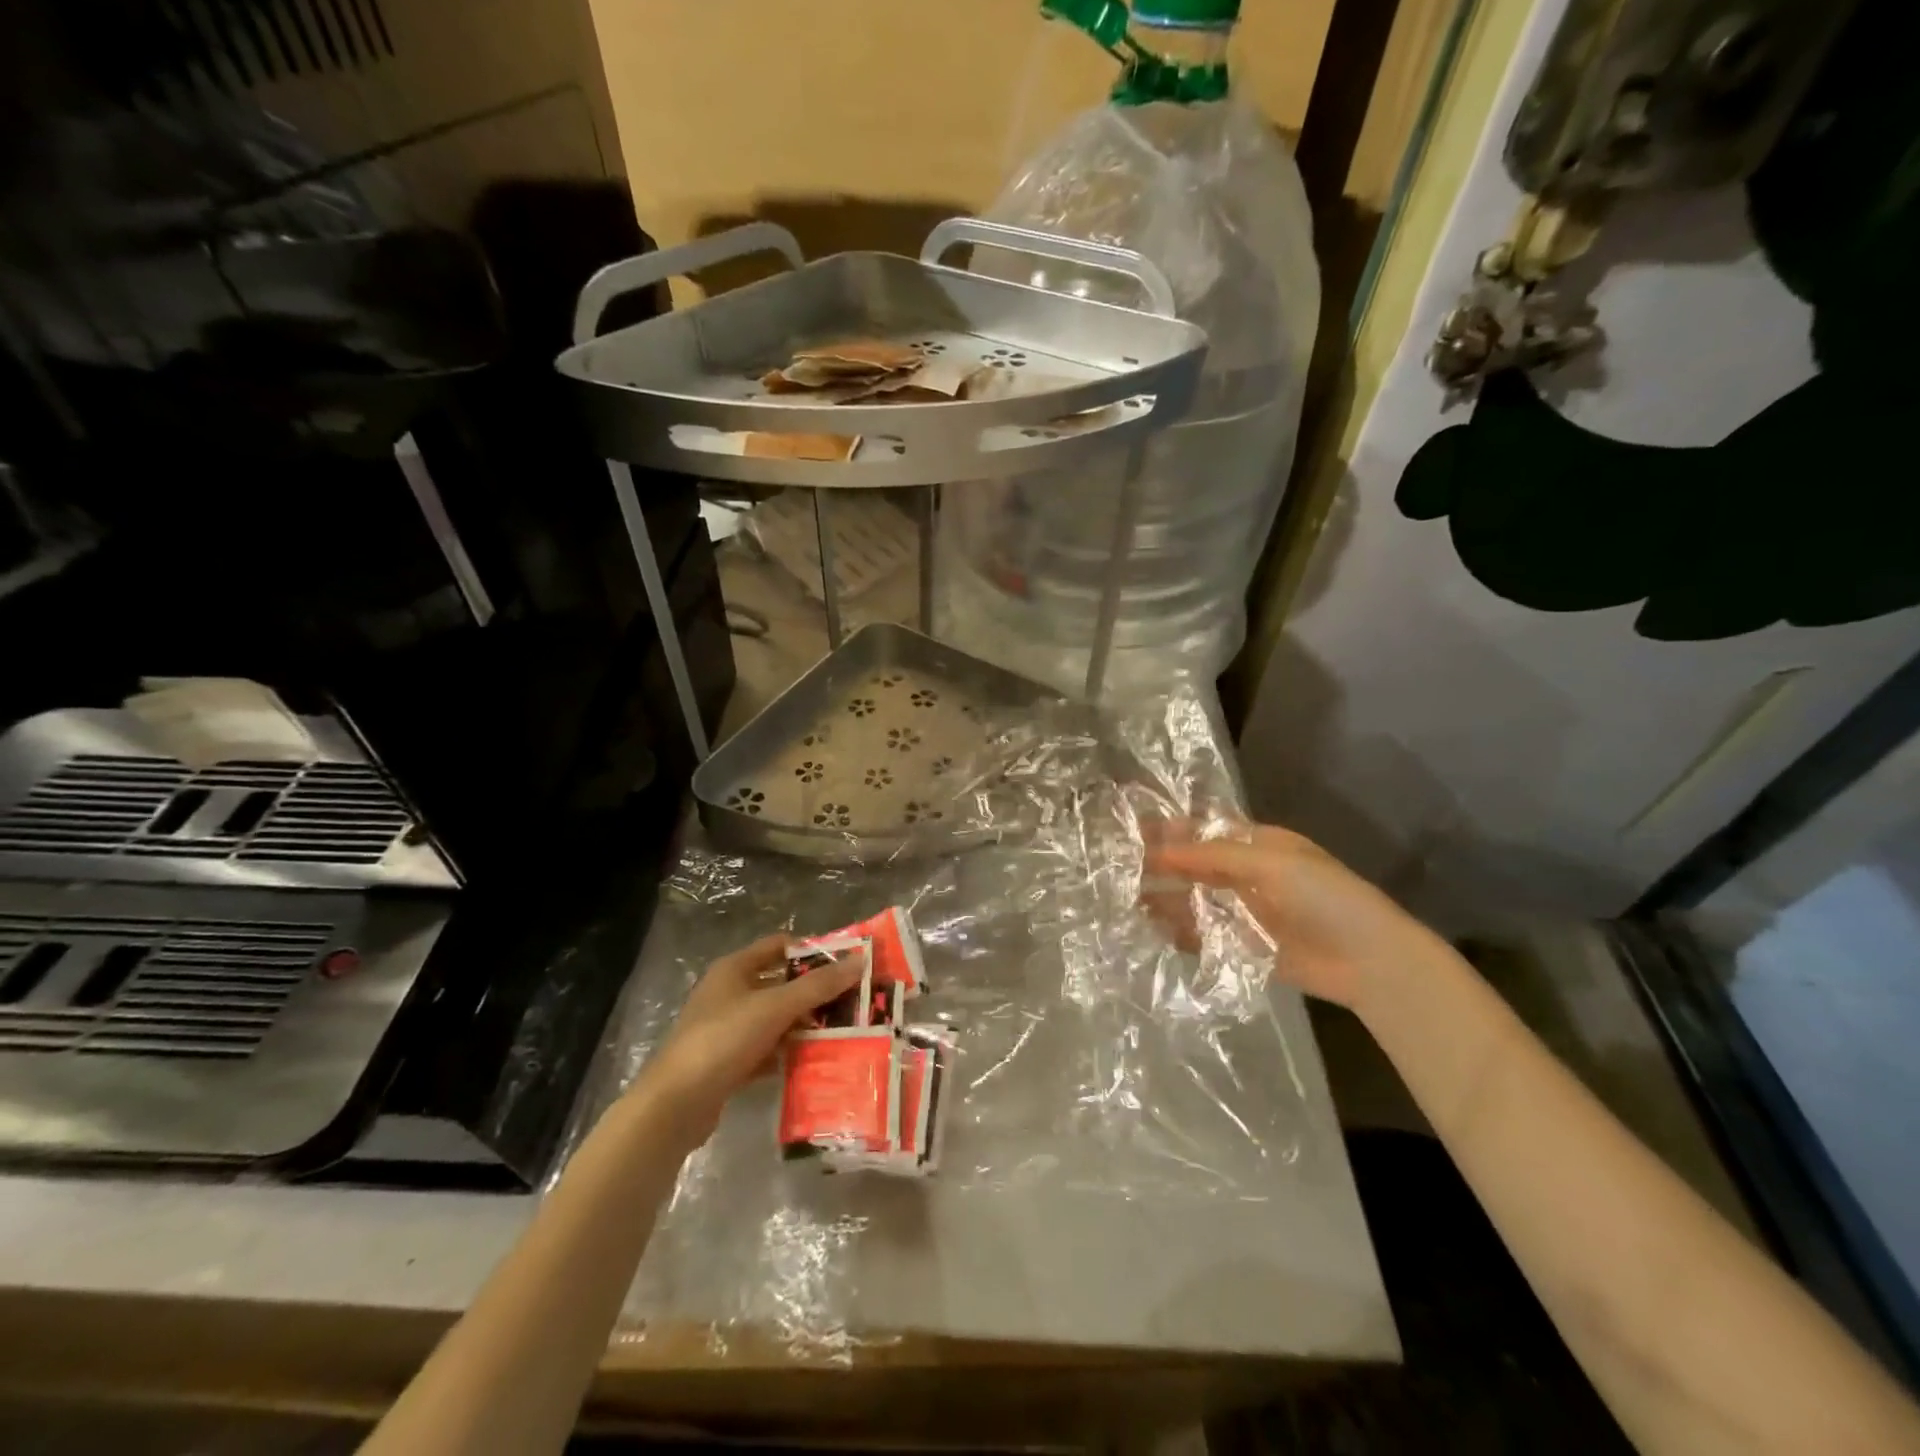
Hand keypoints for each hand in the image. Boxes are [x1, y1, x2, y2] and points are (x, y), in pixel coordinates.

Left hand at [630, 934, 863, 1147]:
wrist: (675, 1105)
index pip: (779, 946)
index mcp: (734, 968)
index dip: (812, 950)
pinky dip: (788, 1053)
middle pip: (780, 983)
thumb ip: (818, 985)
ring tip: (844, 1031)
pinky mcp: (729, 1062)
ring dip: (804, 1024)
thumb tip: (860, 960)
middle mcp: (730, 993)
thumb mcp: (775, 1007)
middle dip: (815, 992)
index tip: (845, 963)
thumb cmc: (723, 1039)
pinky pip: (767, 1049)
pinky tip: (815, 1062)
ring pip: (776, 1019)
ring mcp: (727, 1029)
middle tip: (853, 1000)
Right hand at [1145, 822, 1447, 1011]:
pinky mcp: (1243, 947)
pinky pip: (1203, 935)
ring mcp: (1244, 912)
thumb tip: (1158, 850)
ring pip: (1194, 900)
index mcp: (1258, 845)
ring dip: (1164, 898)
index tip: (1130, 829)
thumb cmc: (1325, 897)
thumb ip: (1212, 856)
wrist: (1370, 961)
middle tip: (1118, 866)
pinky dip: (1179, 932)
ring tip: (1126, 899)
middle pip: (1194, 865)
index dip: (1169, 828)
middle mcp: (1246, 875)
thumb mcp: (1270, 863)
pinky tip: (1152, 930)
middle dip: (1160, 864)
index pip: (1204, 830)